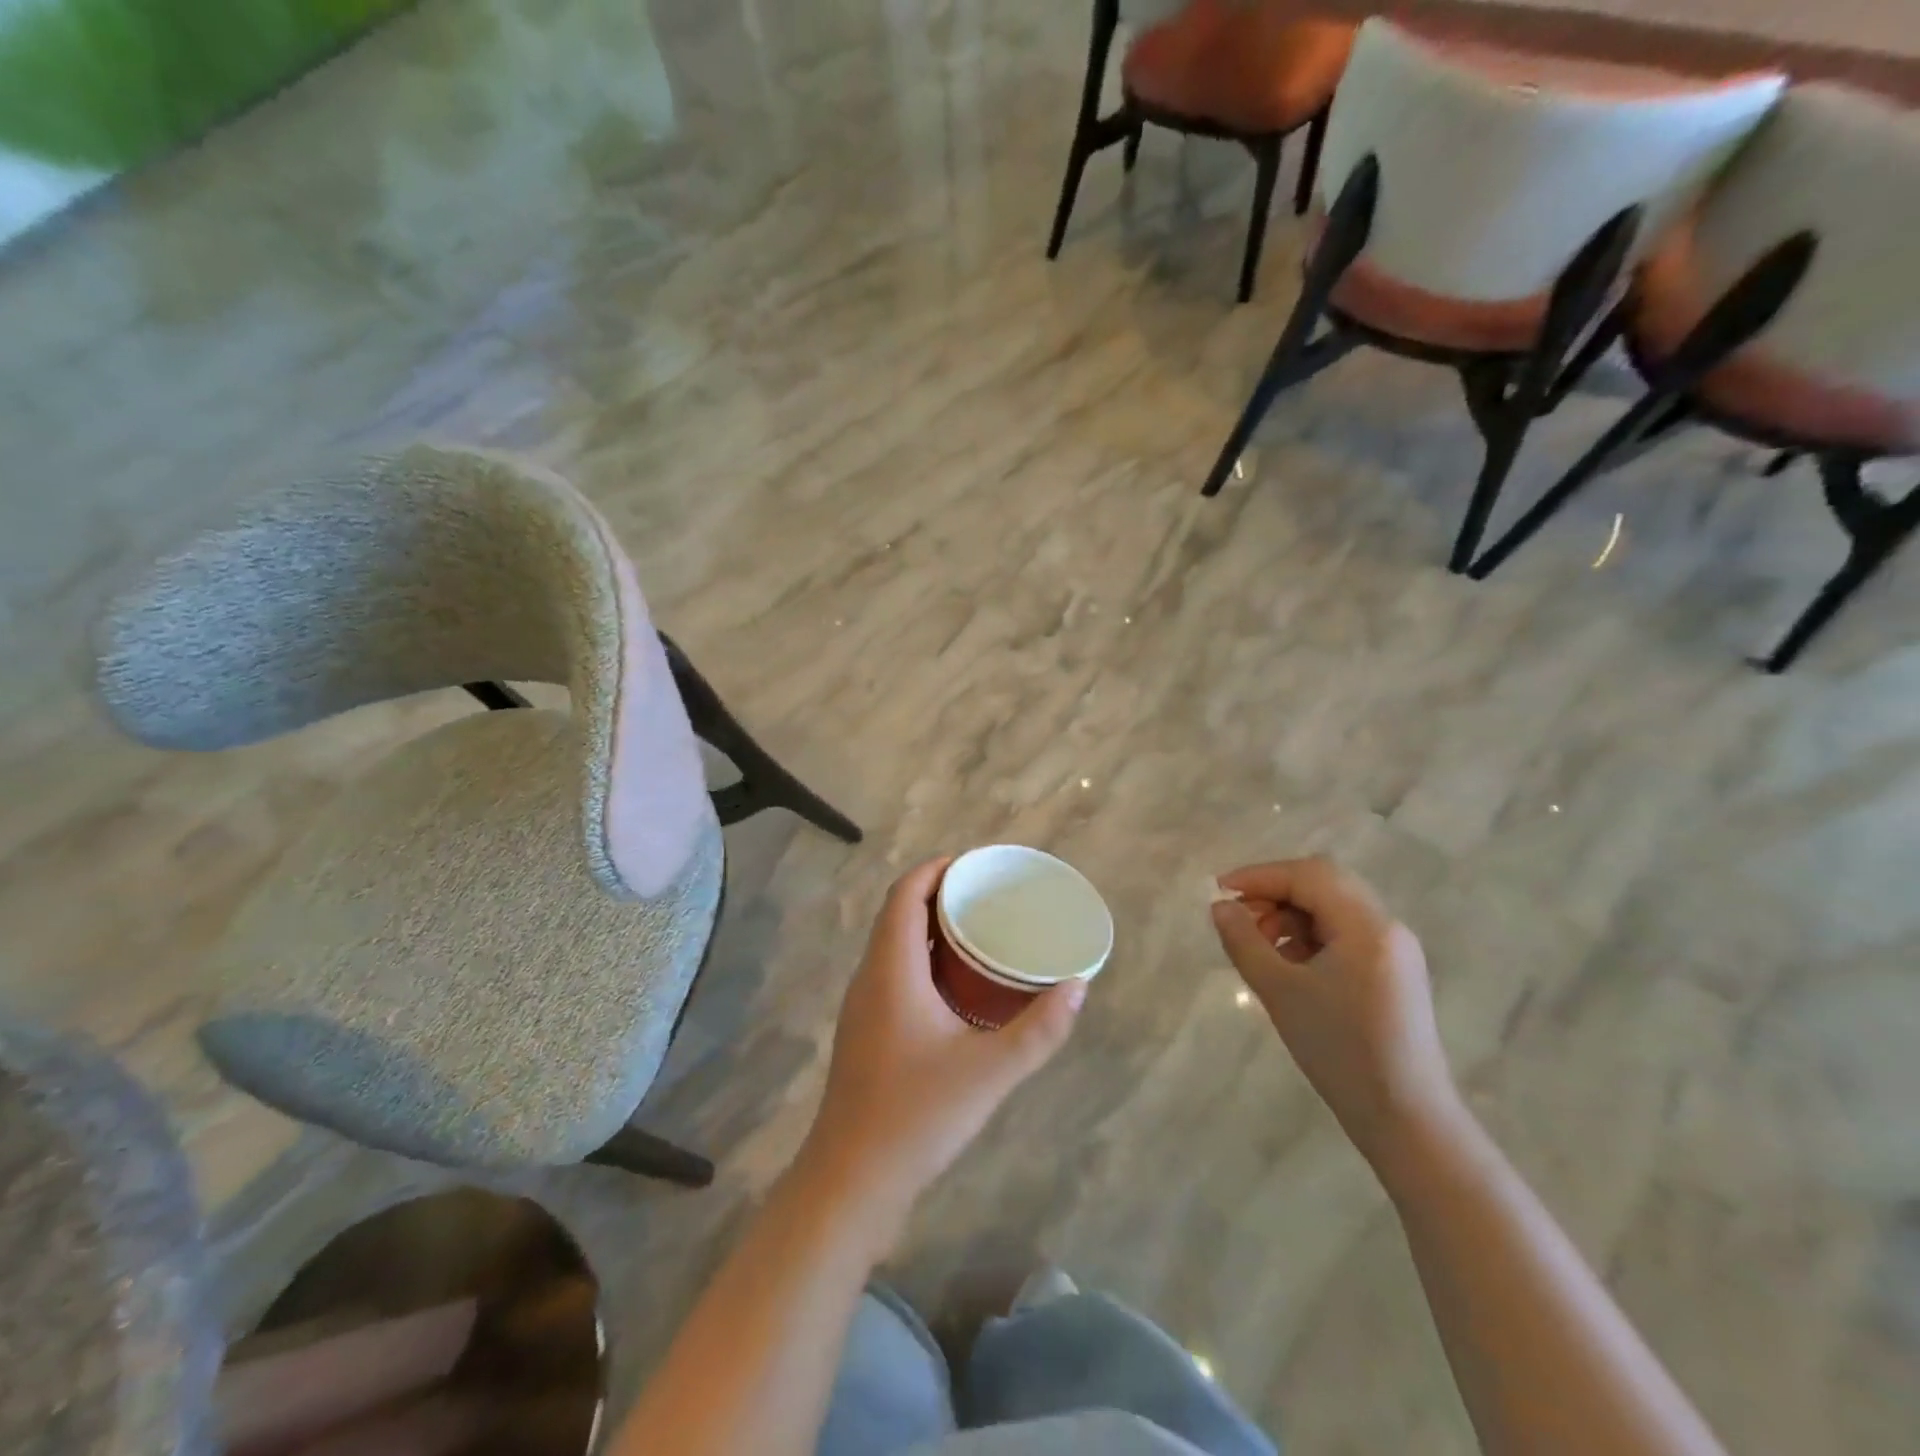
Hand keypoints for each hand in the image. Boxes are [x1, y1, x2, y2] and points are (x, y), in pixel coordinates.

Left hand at [797, 858, 1085, 1223]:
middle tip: (988, 896)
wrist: (851, 1181)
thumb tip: (1079, 986)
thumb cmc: (917, 1116)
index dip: (936, 869)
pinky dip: (923, 958)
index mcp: (891, 969)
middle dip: (939, 894)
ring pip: (893, 944)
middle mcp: (870, 977)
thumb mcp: (990, 1072)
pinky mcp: (865, 1031)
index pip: (905, 893)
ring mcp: (863, 1005)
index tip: (975, 865)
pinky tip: (957, 984)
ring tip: (979, 930)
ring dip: (930, 927)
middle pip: (898, 912)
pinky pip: (893, 971)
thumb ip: (1040, 1029)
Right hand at [1210, 857, 1460, 1170]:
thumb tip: (1220, 906)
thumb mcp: (1280, 992)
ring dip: (1292, 914)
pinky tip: (1289, 965)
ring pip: (1334, 906)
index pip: (1309, 875)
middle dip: (1276, 892)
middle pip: (1324, 883)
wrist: (1406, 1118)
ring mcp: (1395, 950)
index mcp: (1367, 926)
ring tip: (1261, 946)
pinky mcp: (1393, 971)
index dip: (1260, 875)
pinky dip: (1311, 934)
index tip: (1221, 891)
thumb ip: (1244, 941)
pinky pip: (1346, 932)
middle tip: (1240, 919)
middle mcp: (1387, 927)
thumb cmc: (1339, 1051)